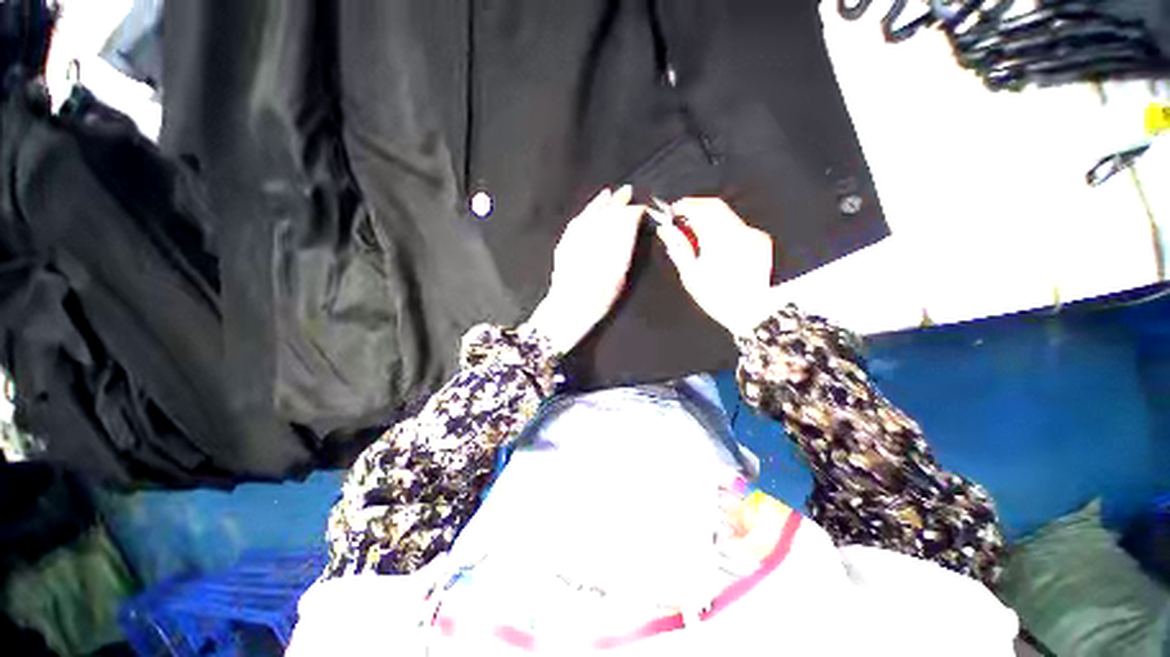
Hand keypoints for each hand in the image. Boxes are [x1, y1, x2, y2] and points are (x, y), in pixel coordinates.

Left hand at [524, 185, 644, 352]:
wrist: (568, 308)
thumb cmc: (597, 299)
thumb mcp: (617, 278)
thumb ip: (624, 249)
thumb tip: (631, 226)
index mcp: (610, 249)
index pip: (623, 223)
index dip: (632, 212)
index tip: (641, 207)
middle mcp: (592, 240)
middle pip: (607, 215)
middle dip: (619, 202)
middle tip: (629, 191)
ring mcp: (576, 241)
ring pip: (591, 215)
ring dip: (602, 203)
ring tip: (612, 194)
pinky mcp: (564, 244)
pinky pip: (577, 222)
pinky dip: (586, 213)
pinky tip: (590, 209)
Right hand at [655, 198, 777, 336]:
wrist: (755, 313)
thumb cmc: (718, 298)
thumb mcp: (691, 276)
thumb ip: (678, 248)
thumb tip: (666, 230)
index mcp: (719, 239)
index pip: (701, 208)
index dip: (684, 206)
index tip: (672, 212)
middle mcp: (739, 230)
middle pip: (715, 206)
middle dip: (696, 208)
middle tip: (680, 221)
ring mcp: (753, 234)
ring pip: (727, 215)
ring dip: (709, 219)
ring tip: (695, 235)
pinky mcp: (761, 241)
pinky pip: (738, 226)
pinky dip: (723, 228)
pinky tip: (714, 244)